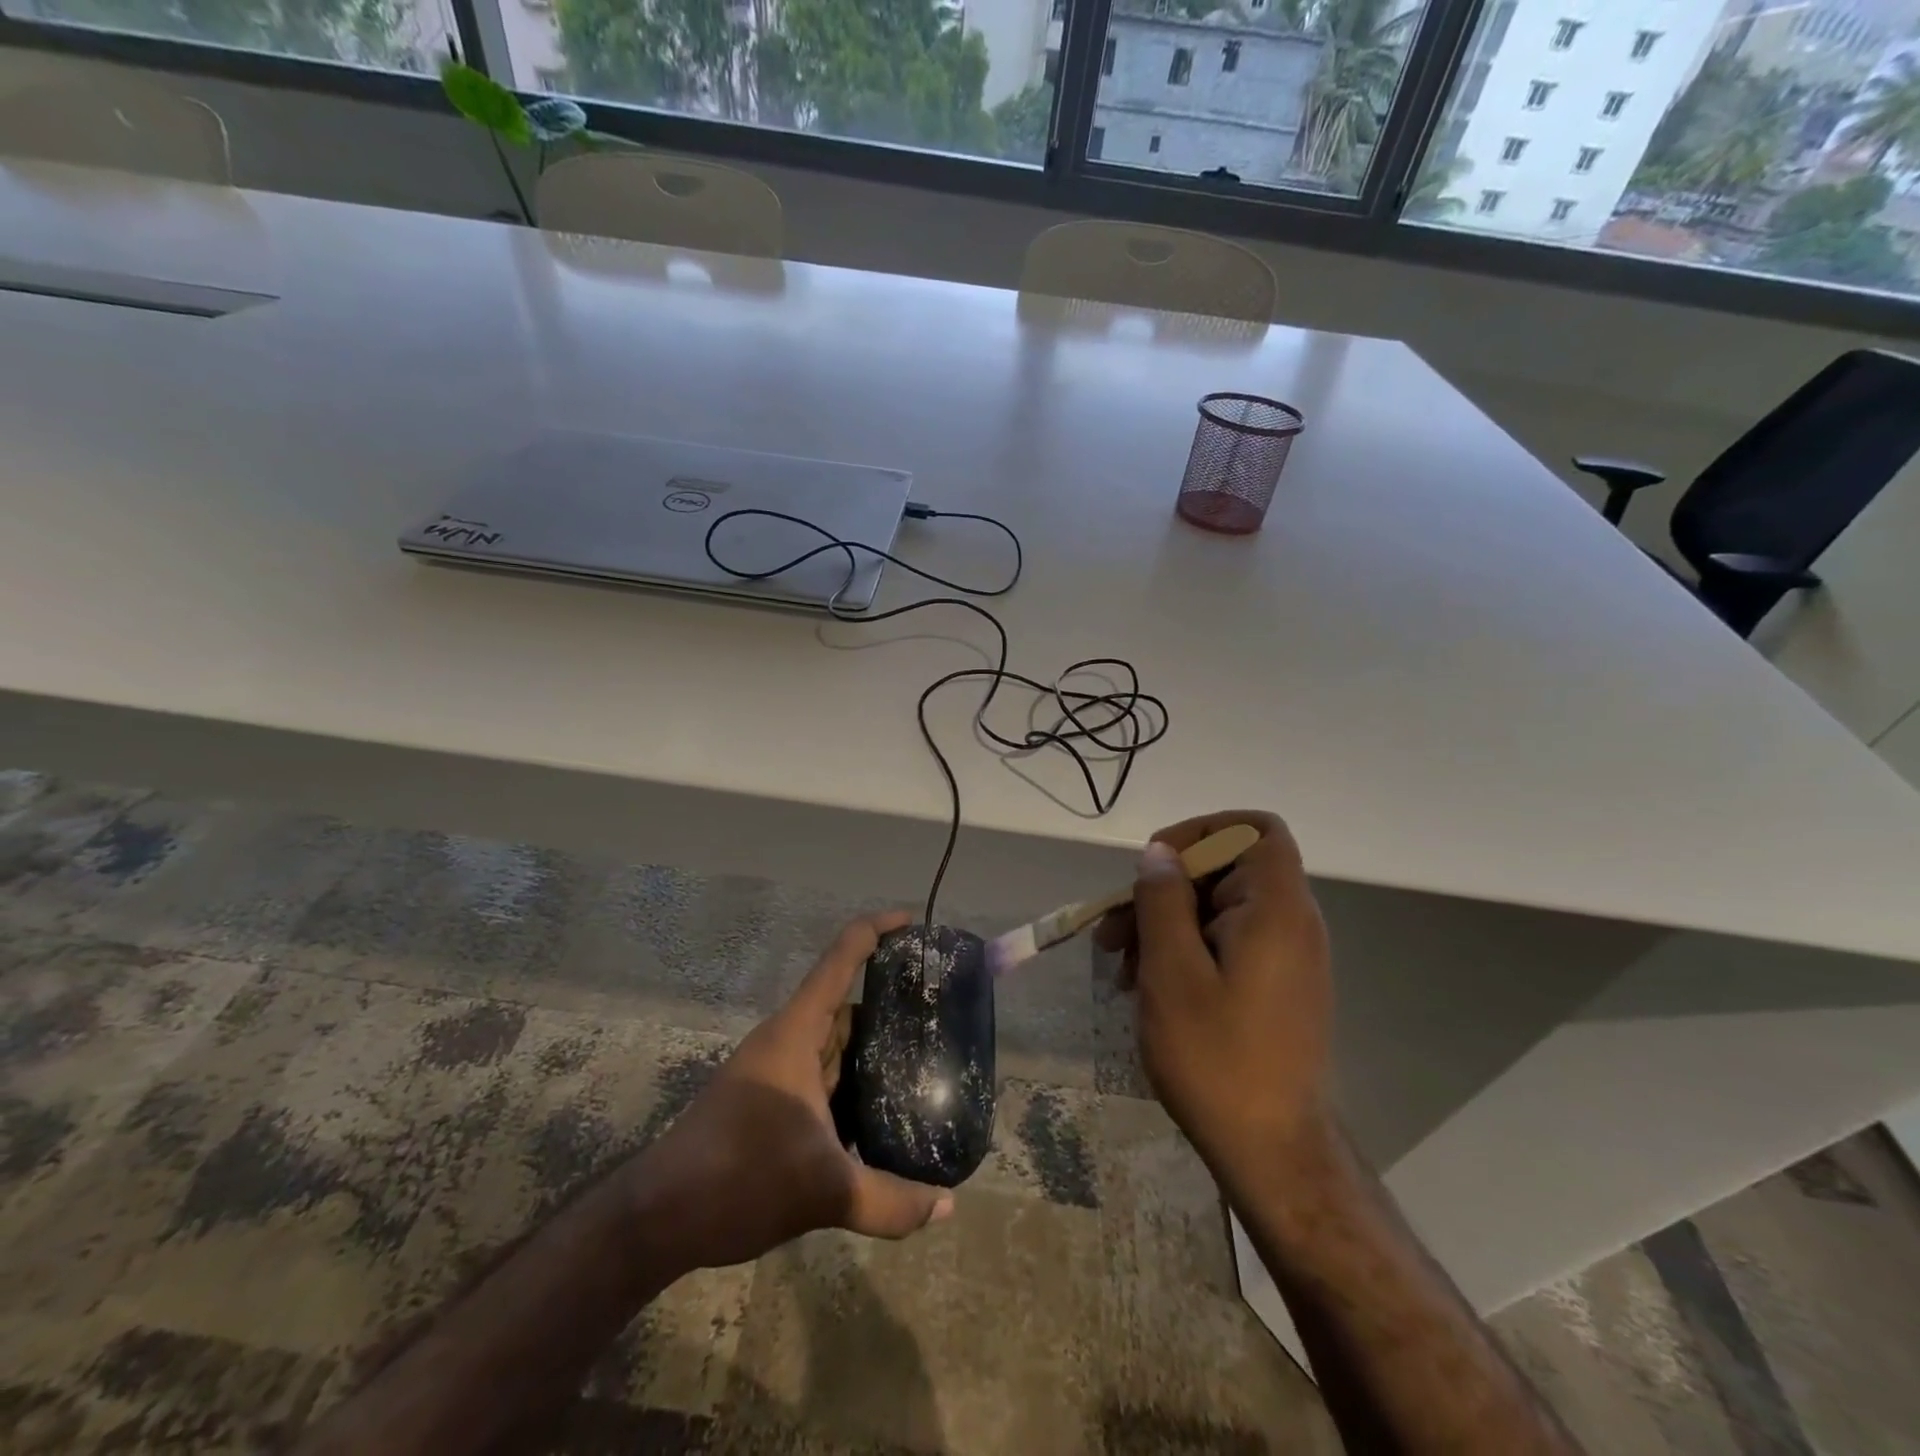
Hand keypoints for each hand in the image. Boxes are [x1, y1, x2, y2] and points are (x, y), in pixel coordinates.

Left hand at [623, 911, 953, 1270]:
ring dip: (872, 1045)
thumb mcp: (823, 1191)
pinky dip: (853, 1080)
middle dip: (889, 999)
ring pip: (834, 1042)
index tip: (914, 923)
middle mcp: (787, 1040)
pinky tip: (883, 1107)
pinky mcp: (770, 1101)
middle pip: (844, 1001)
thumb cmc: (739, 1178)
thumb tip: (950, 1206)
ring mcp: (776, 1071)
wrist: (660, 1217)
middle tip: (939, 1007)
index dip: (878, 930)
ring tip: (925, 1053)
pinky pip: (823, 1074)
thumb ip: (890, 1201)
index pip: (841, 958)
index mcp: (796, 1032)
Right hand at [1095, 811, 1333, 1175]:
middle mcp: (1291, 923)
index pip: (1254, 829)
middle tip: (1113, 932)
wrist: (1274, 1153)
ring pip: (1217, 909)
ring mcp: (1285, 957)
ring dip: (1165, 925)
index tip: (1154, 865)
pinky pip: (1225, 943)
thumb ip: (1163, 901)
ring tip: (1122, 967)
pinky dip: (1185, 951)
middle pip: (1225, 870)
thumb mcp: (1172, 973)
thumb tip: (1159, 853)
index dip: (1202, 830)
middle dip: (1163, 890)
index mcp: (1276, 909)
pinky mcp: (1275, 986)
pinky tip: (1148, 986)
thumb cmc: (1218, 1059)